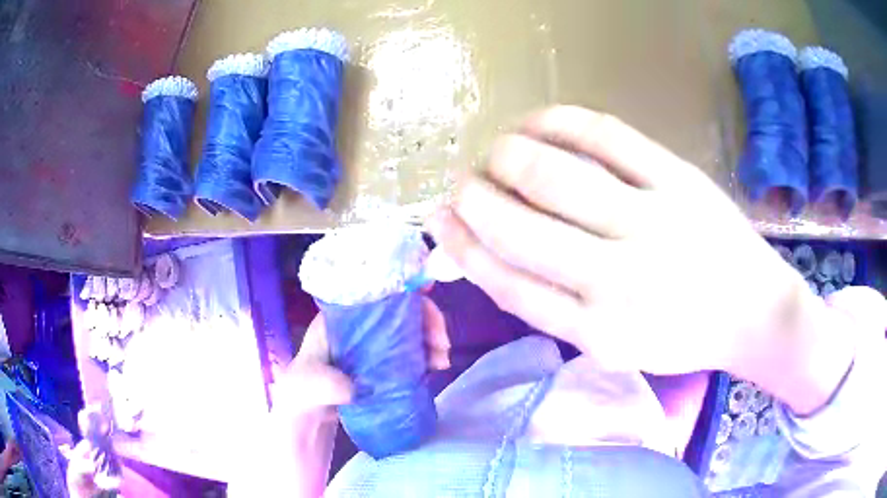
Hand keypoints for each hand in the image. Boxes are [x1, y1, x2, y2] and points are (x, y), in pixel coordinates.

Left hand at [271, 293, 450, 420]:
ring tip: (442, 361)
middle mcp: (359, 328)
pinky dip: (426, 357)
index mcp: (340, 319)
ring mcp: (372, 347)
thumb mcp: (307, 385)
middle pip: (399, 311)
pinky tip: (435, 369)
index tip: (427, 289)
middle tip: (441, 344)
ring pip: (409, 331)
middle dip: (426, 319)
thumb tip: (359, 387)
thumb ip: (327, 384)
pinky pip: (410, 354)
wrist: (306, 418)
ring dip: (431, 339)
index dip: (402, 288)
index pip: (374, 293)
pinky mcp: (382, 366)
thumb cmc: (302, 392)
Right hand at [429, 105, 811, 377]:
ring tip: (494, 151)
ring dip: (504, 155)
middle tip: (463, 182)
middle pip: (520, 227)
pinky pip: (603, 135)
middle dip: (474, 197)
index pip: (507, 282)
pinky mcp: (676, 178)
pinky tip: (534, 121)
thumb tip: (490, 253)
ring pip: (552, 176)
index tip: (439, 220)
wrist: (753, 312)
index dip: (463, 246)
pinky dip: (555, 121)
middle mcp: (618, 280)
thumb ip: (554, 306)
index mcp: (597, 331)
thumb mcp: (612, 346)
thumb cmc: (681, 335)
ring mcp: (651, 221)